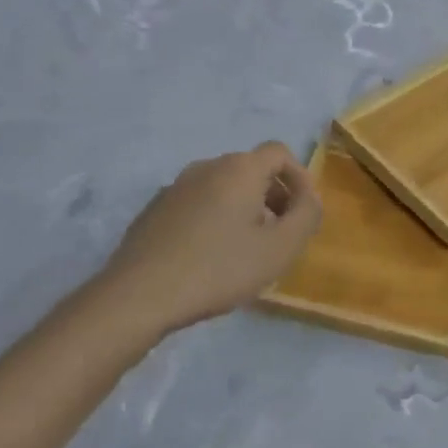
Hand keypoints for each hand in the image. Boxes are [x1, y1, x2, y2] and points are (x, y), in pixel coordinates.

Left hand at [101, 142, 321, 336]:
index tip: (303, 212)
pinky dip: (214, 218)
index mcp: (240, 169)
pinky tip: (209, 256)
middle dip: (273, 195)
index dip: (299, 178)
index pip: (280, 152)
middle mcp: (207, 167)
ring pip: (223, 187)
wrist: (139, 296)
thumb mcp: (280, 248)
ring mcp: (175, 186)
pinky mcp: (154, 209)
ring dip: (243, 208)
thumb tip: (309, 197)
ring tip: (246, 248)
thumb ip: (307, 215)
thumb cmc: (219, 268)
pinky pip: (197, 203)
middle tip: (279, 234)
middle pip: (251, 169)